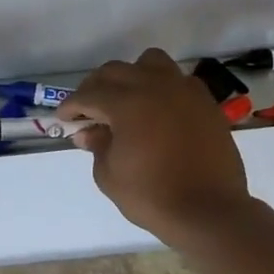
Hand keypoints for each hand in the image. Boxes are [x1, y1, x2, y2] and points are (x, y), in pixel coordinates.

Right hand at [59, 48, 251, 243]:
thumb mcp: (110, 175)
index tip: (64, 118)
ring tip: (126, 99)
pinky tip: (157, 109)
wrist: (208, 211)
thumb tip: (89, 132)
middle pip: (116, 71)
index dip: (72, 105)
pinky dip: (161, 87)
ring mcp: (184, 90)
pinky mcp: (205, 102)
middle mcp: (155, 86)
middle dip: (96, 87)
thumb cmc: (152, 196)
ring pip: (150, 62)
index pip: (89, 94)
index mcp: (127, 102)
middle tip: (88, 110)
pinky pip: (178, 80)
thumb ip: (97, 146)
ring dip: (131, 76)